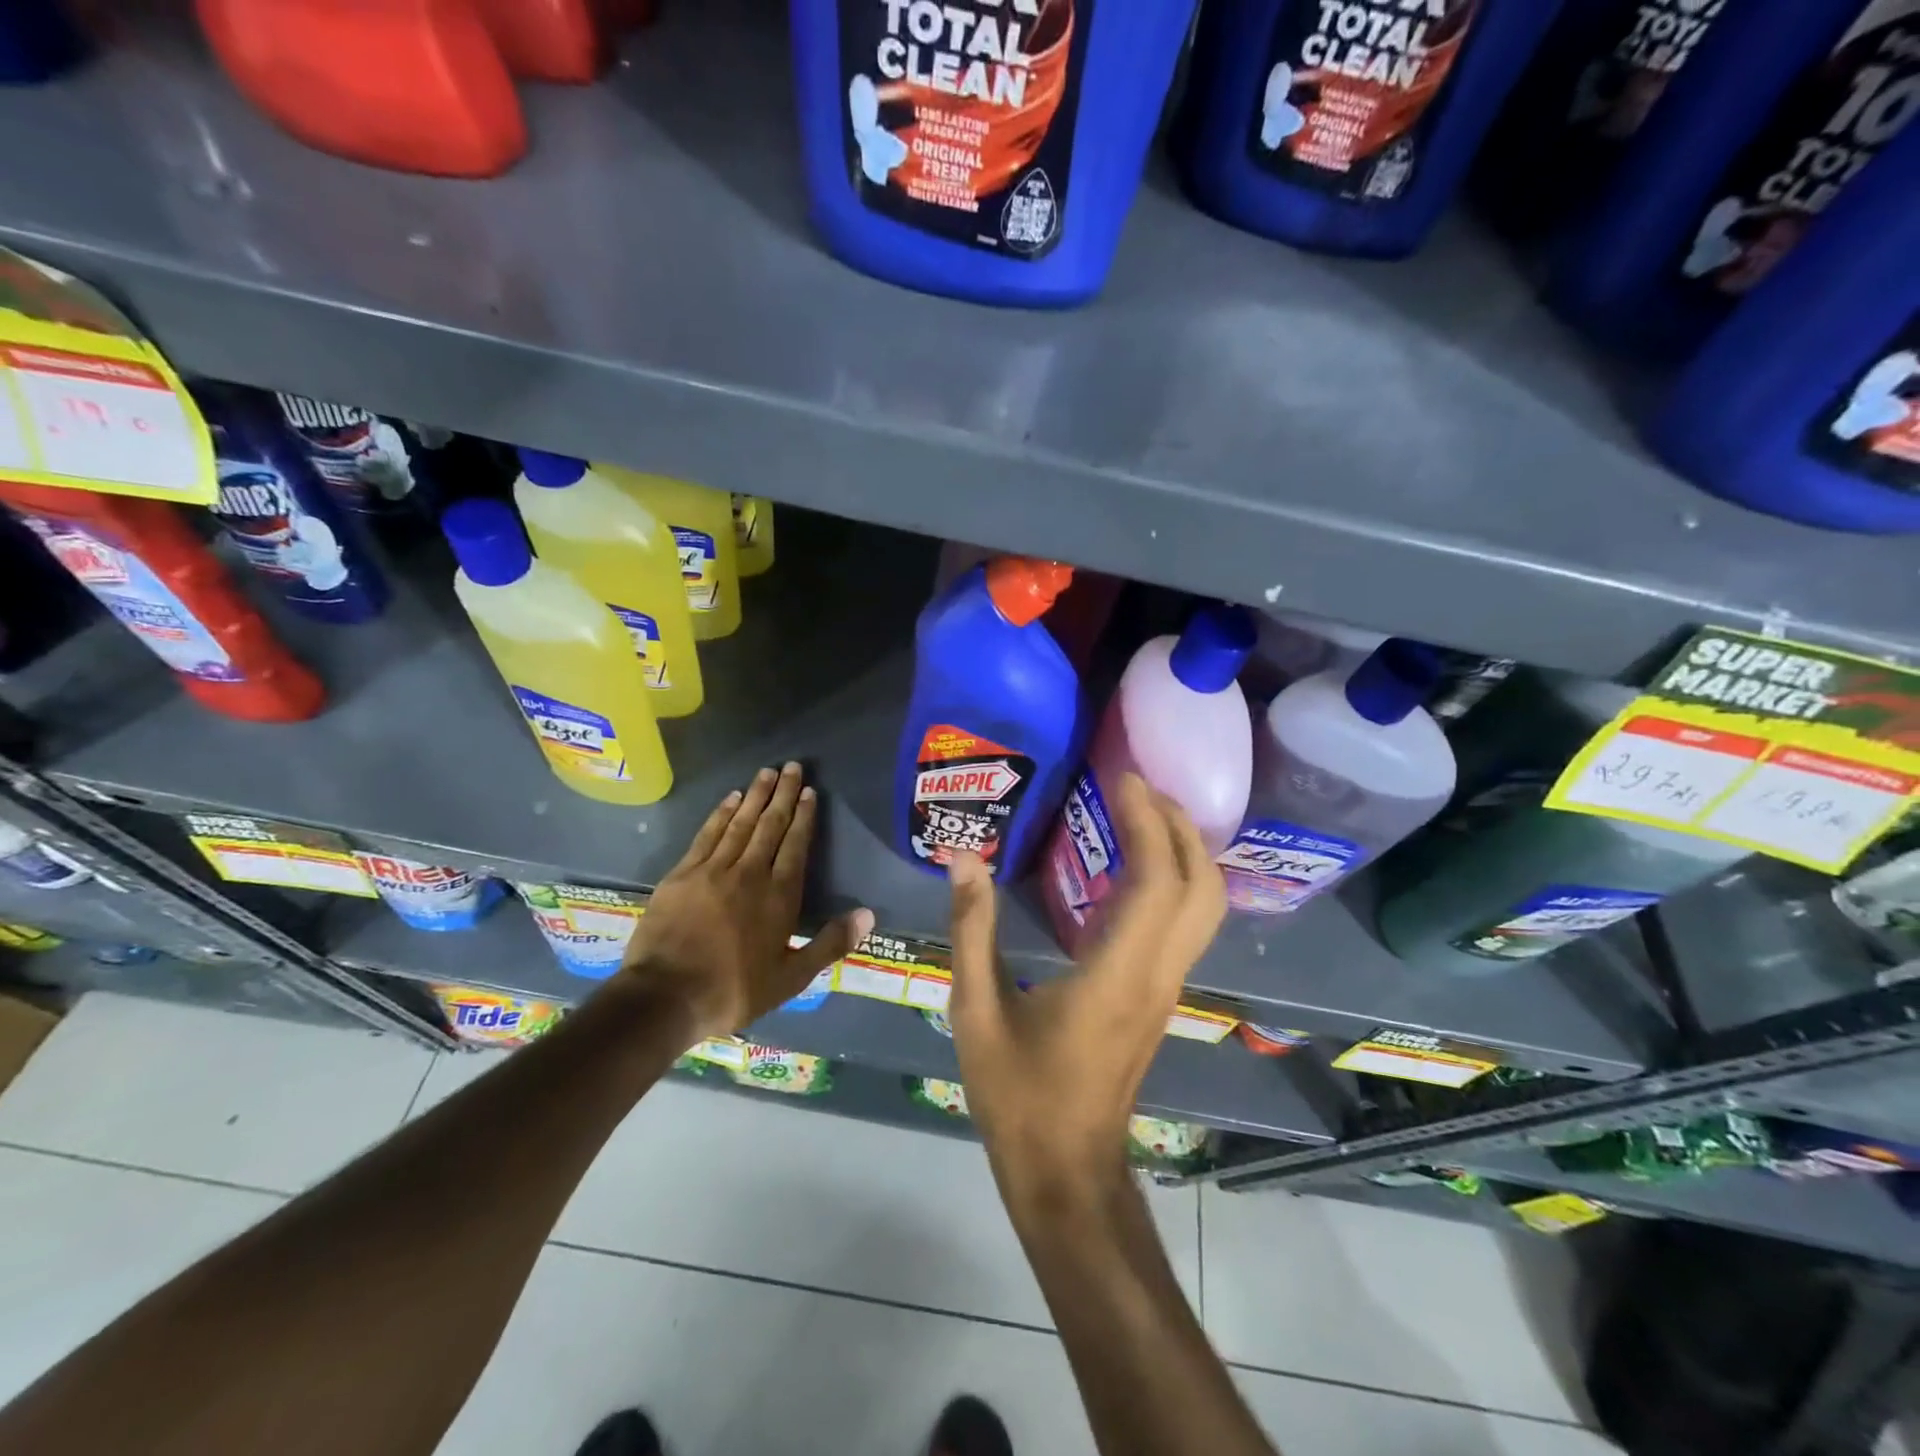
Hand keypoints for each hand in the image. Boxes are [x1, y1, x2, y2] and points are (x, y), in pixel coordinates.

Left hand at [616, 763, 873, 1038]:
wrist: (665, 997)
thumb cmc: (734, 991)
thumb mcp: (791, 978)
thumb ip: (830, 944)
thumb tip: (868, 915)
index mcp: (779, 896)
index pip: (795, 845)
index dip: (804, 816)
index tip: (810, 792)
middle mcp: (749, 873)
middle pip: (770, 825)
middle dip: (783, 794)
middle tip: (792, 766)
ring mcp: (713, 870)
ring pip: (740, 823)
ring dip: (755, 796)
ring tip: (767, 773)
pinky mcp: (683, 874)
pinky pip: (708, 834)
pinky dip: (721, 813)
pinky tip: (730, 798)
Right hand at [946, 774, 1225, 1207]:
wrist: (1066, 1170)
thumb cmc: (1018, 1095)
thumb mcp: (976, 1010)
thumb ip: (971, 929)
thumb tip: (963, 857)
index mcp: (1118, 973)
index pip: (1158, 880)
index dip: (1147, 819)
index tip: (1120, 775)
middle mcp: (1158, 974)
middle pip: (1202, 885)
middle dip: (1179, 824)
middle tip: (1136, 783)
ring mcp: (1167, 987)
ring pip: (1206, 906)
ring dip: (1184, 849)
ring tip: (1139, 810)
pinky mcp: (1160, 996)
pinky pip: (1187, 923)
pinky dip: (1175, 878)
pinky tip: (1133, 864)